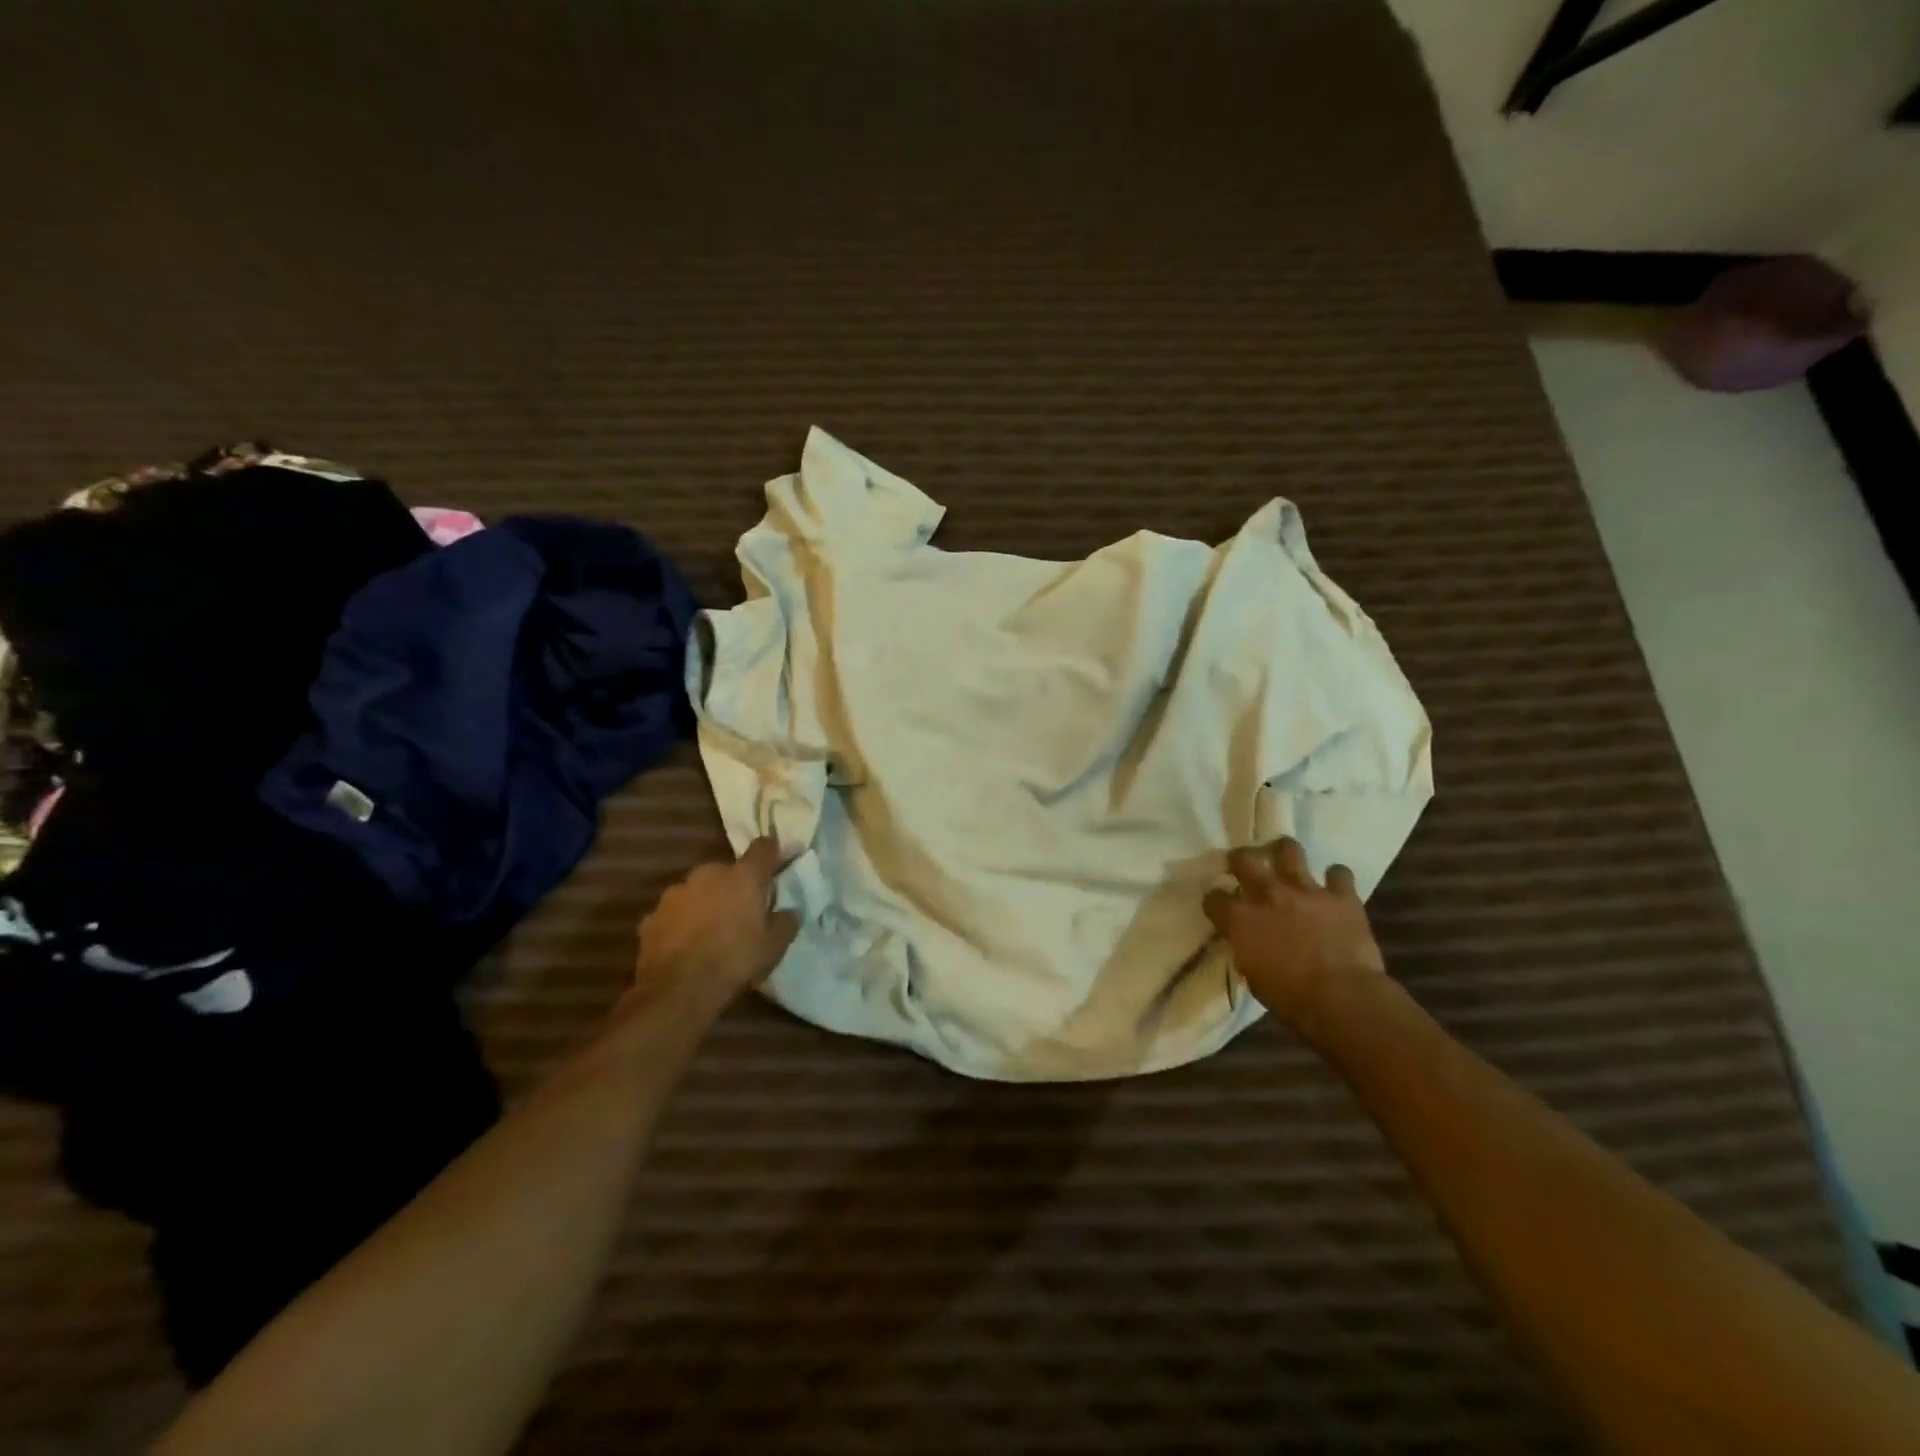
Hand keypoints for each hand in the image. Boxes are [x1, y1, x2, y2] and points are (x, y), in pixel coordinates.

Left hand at [633, 838, 799, 1012]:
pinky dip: (681, 923)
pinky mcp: (651, 916)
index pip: (763, 848)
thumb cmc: (735, 961)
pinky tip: (685, 946)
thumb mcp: (774, 946)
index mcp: (743, 877)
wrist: (677, 990)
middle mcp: (708, 874)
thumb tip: (788, 911)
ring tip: (709, 933)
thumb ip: (785, 921)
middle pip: (726, 872)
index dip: (772, 852)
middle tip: (741, 912)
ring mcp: (676, 893)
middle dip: (733, 887)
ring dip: (705, 903)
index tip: (776, 861)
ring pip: (697, 891)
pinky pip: (674, 914)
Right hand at [1204, 837, 1384, 1028]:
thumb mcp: (1252, 974)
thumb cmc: (1290, 997)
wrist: (1342, 998)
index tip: (1220, 907)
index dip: (1216, 901)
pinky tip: (1334, 887)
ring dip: (1285, 853)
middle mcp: (1268, 894)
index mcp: (1240, 918)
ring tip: (1286, 861)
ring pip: (1289, 850)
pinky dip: (1336, 879)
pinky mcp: (1341, 896)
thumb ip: (1246, 946)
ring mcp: (1306, 890)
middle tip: (1244, 866)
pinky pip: (1339, 873)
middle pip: (1244, 859)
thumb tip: (1246, 939)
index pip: (1214, 897)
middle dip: (1241, 859)